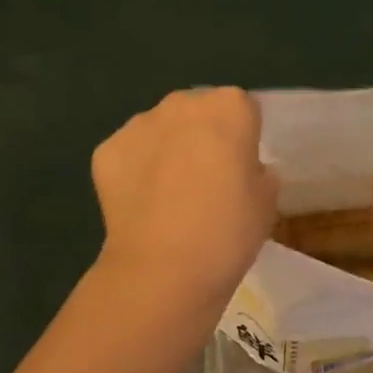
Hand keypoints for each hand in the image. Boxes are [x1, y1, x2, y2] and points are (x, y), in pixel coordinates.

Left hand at [91, 88, 278, 307]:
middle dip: (202, 136)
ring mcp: (139, 124)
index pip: (243, 110)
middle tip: (207, 180)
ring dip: (166, 150)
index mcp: (230, 108)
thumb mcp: (267, 203)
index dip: (243, 138)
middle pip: (197, 112)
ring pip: (160, 129)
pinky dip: (135, 171)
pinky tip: (143, 205)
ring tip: (170, 197)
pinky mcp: (106, 150)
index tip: (241, 169)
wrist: (163, 269)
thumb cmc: (228, 232)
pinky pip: (129, 153)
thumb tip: (243, 170)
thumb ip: (258, 173)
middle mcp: (182, 104)